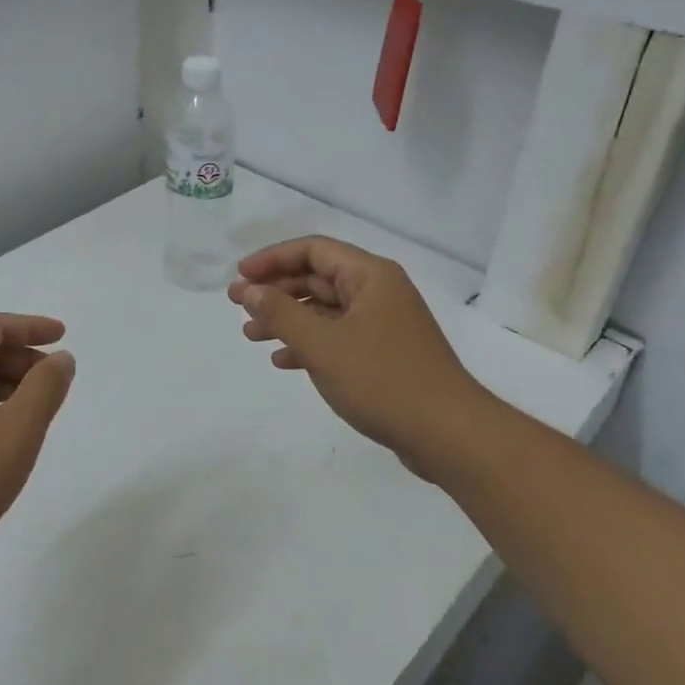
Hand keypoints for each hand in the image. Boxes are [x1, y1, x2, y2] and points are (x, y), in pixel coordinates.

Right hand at [229, 236, 484, 476]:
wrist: (447, 433)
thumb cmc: (382, 380)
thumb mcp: (322, 345)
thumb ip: (281, 313)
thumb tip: (251, 290)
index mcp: (370, 276)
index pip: (313, 250)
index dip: (272, 259)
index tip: (240, 277)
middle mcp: (378, 292)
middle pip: (317, 278)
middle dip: (276, 291)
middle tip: (238, 306)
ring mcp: (383, 324)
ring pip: (325, 310)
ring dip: (287, 319)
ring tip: (251, 335)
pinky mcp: (384, 354)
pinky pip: (338, 337)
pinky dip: (309, 344)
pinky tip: (283, 360)